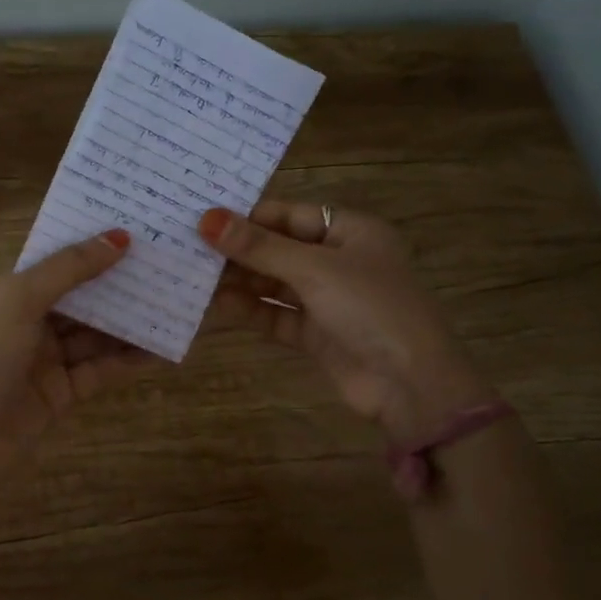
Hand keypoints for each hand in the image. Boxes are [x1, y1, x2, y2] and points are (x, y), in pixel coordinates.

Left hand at [0, 230, 153, 488]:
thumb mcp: (21, 299)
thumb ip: (70, 268)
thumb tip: (119, 237)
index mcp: (12, 291)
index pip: (60, 261)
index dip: (94, 246)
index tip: (138, 229)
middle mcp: (30, 320)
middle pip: (83, 297)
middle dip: (119, 282)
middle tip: (166, 264)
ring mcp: (47, 359)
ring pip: (96, 333)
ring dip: (130, 320)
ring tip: (173, 301)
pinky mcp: (64, 392)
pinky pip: (102, 368)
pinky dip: (129, 359)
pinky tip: (162, 347)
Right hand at [201, 202, 493, 441]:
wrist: (411, 385)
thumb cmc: (371, 308)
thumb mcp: (315, 269)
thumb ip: (260, 247)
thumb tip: (207, 220)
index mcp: (352, 232)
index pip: (291, 214)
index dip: (250, 216)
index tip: (204, 217)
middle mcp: (339, 261)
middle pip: (280, 248)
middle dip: (239, 250)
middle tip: (189, 245)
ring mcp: (328, 300)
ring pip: (275, 283)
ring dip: (240, 280)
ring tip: (194, 274)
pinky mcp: (316, 334)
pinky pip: (276, 314)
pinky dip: (250, 310)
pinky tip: (216, 304)